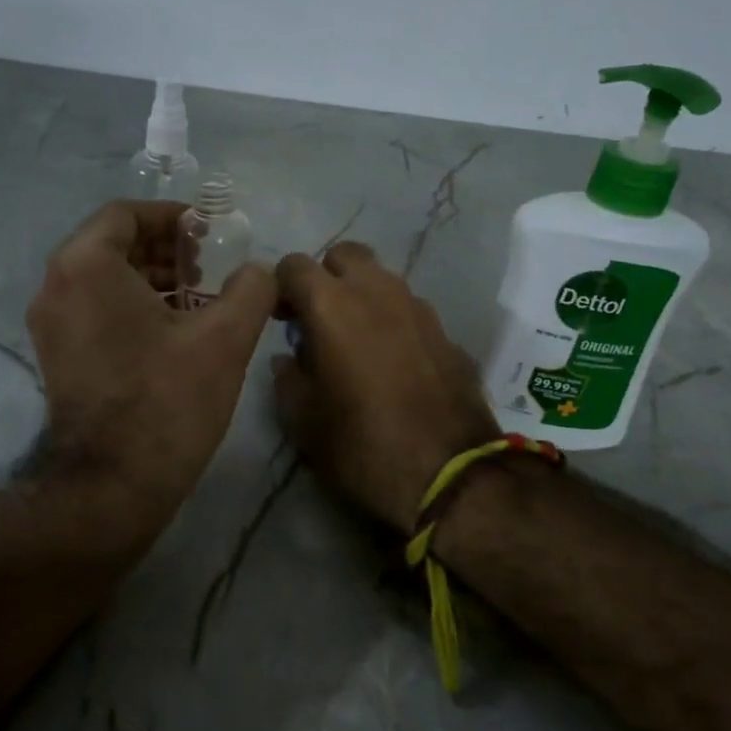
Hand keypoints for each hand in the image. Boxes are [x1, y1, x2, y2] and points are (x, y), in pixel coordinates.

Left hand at [26, 201, 276, 546]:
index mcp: (86, 266)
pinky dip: (132, 306)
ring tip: (199, 299)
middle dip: (165, 249)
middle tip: (209, 267)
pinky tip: (175, 331)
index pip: (126, 214)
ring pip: (103, 280)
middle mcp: (56, 286)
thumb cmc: (166, 399)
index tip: (209, 233)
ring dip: (151, 279)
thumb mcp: (225, 338)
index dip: (172, 217)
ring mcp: (50, 325)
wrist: (112, 484)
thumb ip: (250, 289)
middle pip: (112, 245)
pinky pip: (95, 310)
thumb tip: (258, 272)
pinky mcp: (56, 357)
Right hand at [272, 242, 499, 529]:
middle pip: (345, 255)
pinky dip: (392, 320)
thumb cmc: (362, 447)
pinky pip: (409, 309)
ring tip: (354, 341)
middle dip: (325, 277)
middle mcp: (377, 292)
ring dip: (361, 296)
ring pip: (381, 279)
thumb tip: (288, 358)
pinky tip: (391, 361)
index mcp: (332, 306)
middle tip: (317, 320)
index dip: (280, 287)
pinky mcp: (446, 332)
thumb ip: (287, 379)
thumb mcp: (304, 422)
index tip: (279, 319)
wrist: (450, 475)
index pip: (294, 265)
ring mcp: (419, 308)